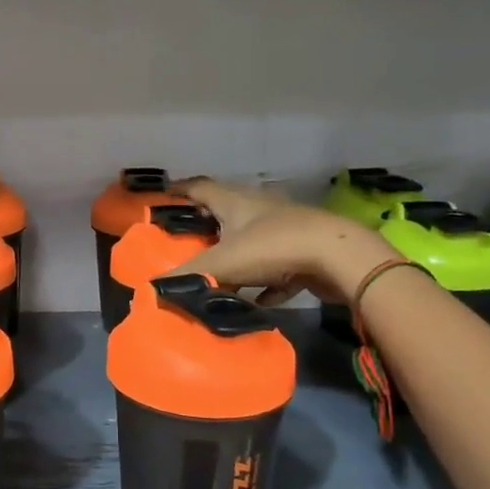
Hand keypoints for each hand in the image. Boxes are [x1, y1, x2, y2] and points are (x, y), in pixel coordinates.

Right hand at [173, 178, 393, 305]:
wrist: (337, 257)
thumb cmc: (272, 247)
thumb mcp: (222, 263)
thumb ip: (187, 276)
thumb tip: (152, 289)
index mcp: (235, 202)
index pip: (201, 188)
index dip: (181, 190)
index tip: (164, 195)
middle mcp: (258, 208)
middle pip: (227, 211)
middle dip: (207, 223)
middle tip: (185, 239)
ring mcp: (284, 229)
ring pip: (252, 239)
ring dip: (236, 254)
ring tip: (216, 272)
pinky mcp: (304, 252)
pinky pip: (276, 268)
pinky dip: (265, 282)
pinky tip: (257, 301)